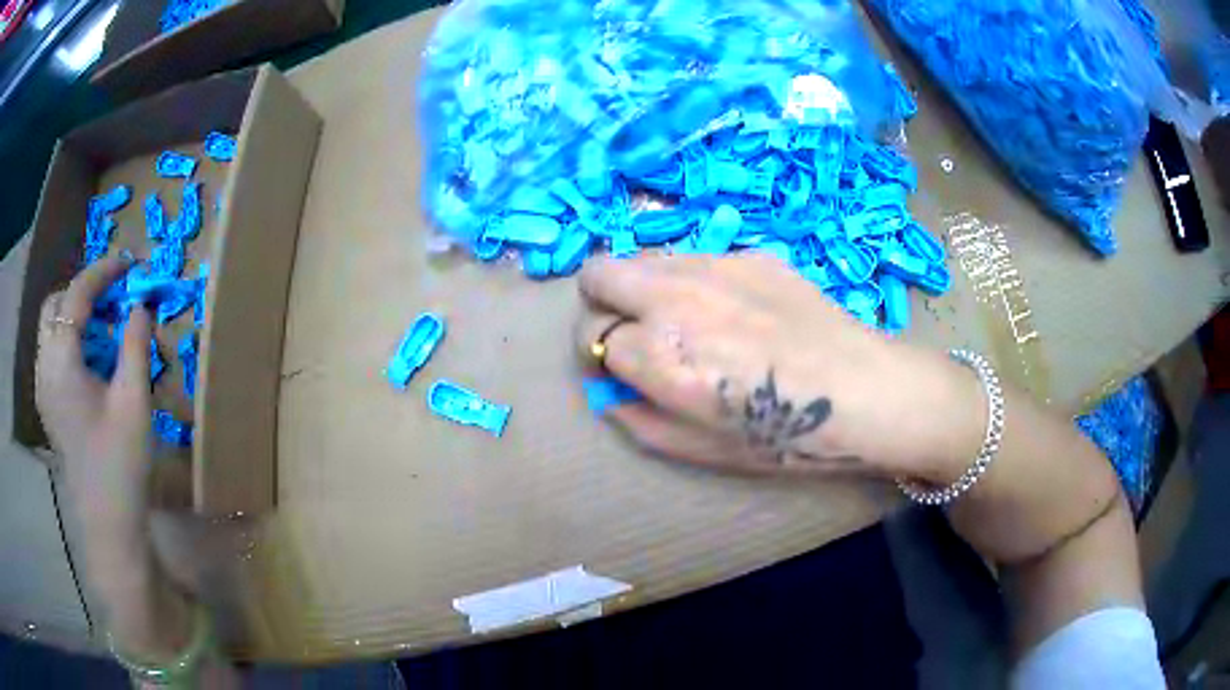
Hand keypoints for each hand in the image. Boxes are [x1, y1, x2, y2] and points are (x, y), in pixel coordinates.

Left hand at [36, 255, 153, 526]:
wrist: (109, 522)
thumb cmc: (121, 463)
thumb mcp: (134, 400)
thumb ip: (136, 343)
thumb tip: (142, 303)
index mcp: (62, 362)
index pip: (76, 295)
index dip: (102, 272)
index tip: (129, 265)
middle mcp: (45, 367)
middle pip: (55, 305)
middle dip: (82, 292)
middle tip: (112, 298)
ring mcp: (43, 387)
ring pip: (51, 328)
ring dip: (75, 316)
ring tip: (105, 328)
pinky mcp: (48, 404)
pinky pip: (53, 353)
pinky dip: (70, 340)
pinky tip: (91, 360)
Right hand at [576, 253, 983, 483]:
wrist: (863, 389)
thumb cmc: (786, 435)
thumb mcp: (702, 450)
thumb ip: (639, 421)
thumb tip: (610, 393)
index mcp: (661, 356)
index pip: (593, 341)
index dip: (602, 362)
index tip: (623, 373)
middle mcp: (675, 298)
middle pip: (598, 276)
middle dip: (600, 307)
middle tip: (632, 333)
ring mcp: (712, 266)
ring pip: (642, 259)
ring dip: (644, 289)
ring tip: (684, 321)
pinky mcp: (748, 254)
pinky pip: (692, 259)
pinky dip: (689, 283)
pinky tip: (732, 311)